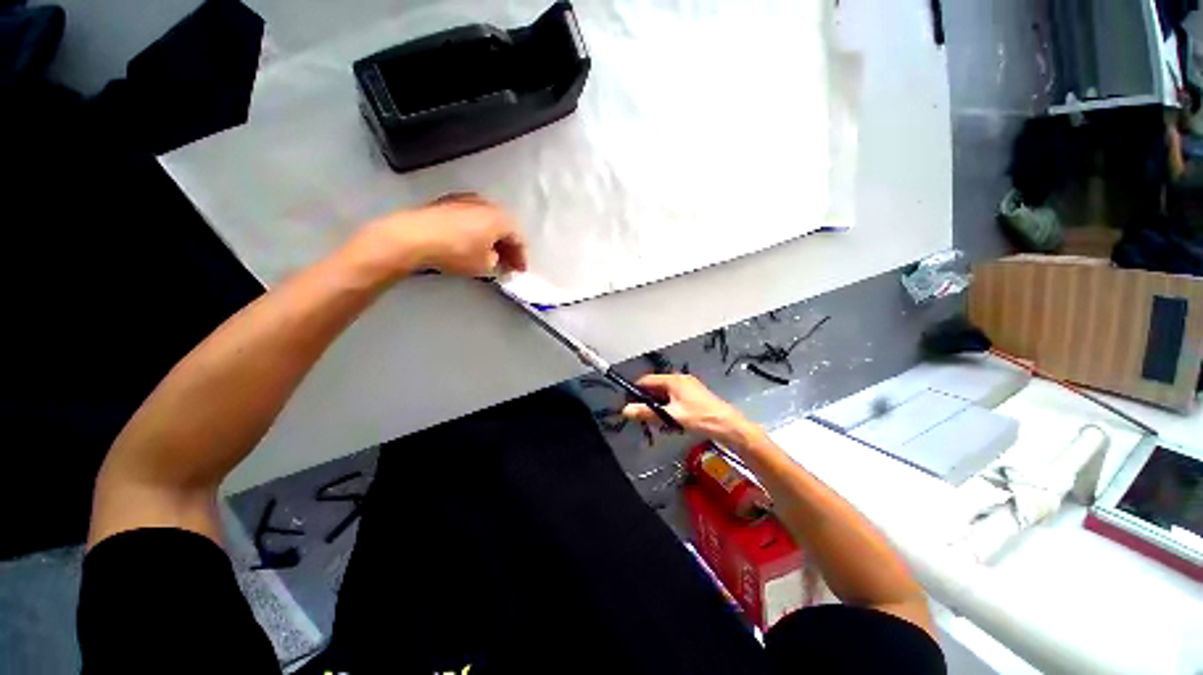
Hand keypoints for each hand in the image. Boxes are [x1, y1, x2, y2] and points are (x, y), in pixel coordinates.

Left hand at [347, 193, 527, 278]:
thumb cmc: (456, 251)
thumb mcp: (485, 265)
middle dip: (507, 246)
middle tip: (507, 263)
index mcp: (501, 218)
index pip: (519, 239)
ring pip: (487, 221)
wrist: (414, 237)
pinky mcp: (446, 203)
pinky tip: (471, 243)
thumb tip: (494, 258)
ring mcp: (465, 200)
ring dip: (491, 238)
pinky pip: (470, 218)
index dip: (521, 257)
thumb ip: (497, 262)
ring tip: (489, 254)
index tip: (519, 270)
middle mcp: (486, 204)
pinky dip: (475, 231)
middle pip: (504, 227)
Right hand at [622, 374, 761, 447]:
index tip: (630, 405)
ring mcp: (688, 386)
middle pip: (655, 387)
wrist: (728, 425)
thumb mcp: (671, 416)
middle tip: (644, 417)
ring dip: (659, 406)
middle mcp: (679, 379)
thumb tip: (625, 410)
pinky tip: (671, 422)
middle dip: (648, 401)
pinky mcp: (693, 395)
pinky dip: (669, 407)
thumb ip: (647, 413)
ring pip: (665, 394)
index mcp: (673, 380)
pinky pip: (674, 398)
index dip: (636, 392)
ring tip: (658, 422)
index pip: (646, 380)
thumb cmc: (699, 418)